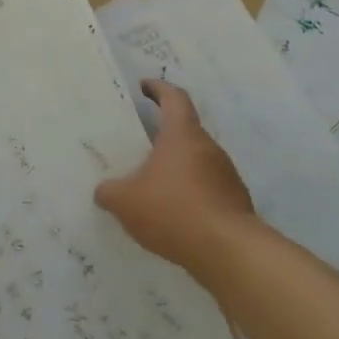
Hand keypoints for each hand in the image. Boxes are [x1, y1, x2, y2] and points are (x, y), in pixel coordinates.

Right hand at [95, 81, 254, 274]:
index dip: (159, 88)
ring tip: (153, 185)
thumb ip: (109, 192)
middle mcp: (209, 148)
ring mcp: (227, 175)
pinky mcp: (235, 201)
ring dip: (177, 167)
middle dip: (163, 136)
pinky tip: (173, 214)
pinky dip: (190, 193)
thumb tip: (103, 191)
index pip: (174, 98)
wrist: (228, 251)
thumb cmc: (173, 210)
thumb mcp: (125, 202)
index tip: (144, 86)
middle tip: (140, 145)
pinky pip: (207, 188)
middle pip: (185, 131)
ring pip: (197, 161)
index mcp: (182, 135)